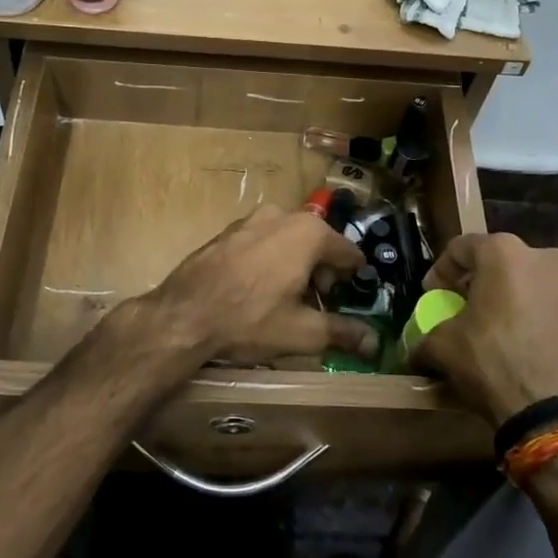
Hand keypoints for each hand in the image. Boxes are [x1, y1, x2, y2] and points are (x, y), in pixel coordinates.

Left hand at [139, 204, 373, 369]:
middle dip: (322, 272)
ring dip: (295, 264)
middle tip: (316, 304)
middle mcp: (282, 214)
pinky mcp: (226, 231)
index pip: (349, 252)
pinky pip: (261, 242)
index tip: (348, 301)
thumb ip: (343, 333)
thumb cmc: (250, 320)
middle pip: (318, 242)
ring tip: (285, 298)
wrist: (183, 315)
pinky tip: (256, 289)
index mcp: (309, 232)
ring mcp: (250, 219)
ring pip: (288, 240)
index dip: (353, 279)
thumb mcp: (302, 332)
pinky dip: (269, 259)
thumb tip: (374, 343)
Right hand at [408, 233, 557, 424]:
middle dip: (481, 282)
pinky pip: (557, 308)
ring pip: (534, 283)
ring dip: (514, 299)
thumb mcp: (443, 348)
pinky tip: (529, 346)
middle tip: (466, 308)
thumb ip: (425, 338)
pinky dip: (540, 318)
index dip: (441, 270)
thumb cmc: (493, 365)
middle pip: (502, 262)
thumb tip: (415, 351)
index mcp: (505, 253)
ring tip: (501, 330)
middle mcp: (545, 258)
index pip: (462, 248)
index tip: (433, 294)